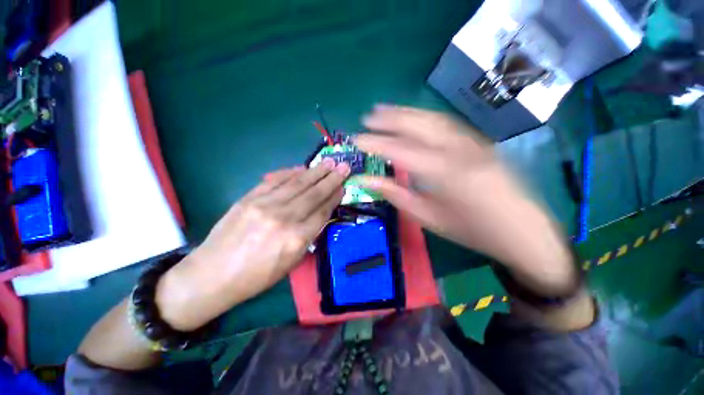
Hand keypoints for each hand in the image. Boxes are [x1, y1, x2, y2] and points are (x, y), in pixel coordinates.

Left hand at [156, 160, 349, 330]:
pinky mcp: (249, 198)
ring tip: (329, 162)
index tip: (343, 187)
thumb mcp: (291, 262)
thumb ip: (308, 236)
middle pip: (313, 194)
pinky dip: (290, 172)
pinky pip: (275, 180)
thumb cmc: (257, 276)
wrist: (213, 275)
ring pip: (297, 183)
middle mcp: (284, 218)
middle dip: (331, 179)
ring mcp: (264, 205)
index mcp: (296, 239)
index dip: (334, 197)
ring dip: (315, 172)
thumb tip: (320, 214)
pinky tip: (302, 168)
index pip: (322, 211)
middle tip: (344, 166)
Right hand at [354, 105, 575, 294]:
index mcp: (443, 172)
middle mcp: (458, 149)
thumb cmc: (471, 230)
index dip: (375, 143)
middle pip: (417, 125)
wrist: (522, 231)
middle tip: (367, 117)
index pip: (399, 150)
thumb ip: (395, 194)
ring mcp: (471, 141)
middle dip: (389, 118)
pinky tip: (413, 118)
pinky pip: (446, 123)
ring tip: (384, 110)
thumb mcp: (428, 217)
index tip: (356, 139)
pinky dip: (424, 117)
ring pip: (432, 119)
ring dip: (405, 112)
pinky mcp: (479, 142)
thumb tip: (366, 180)